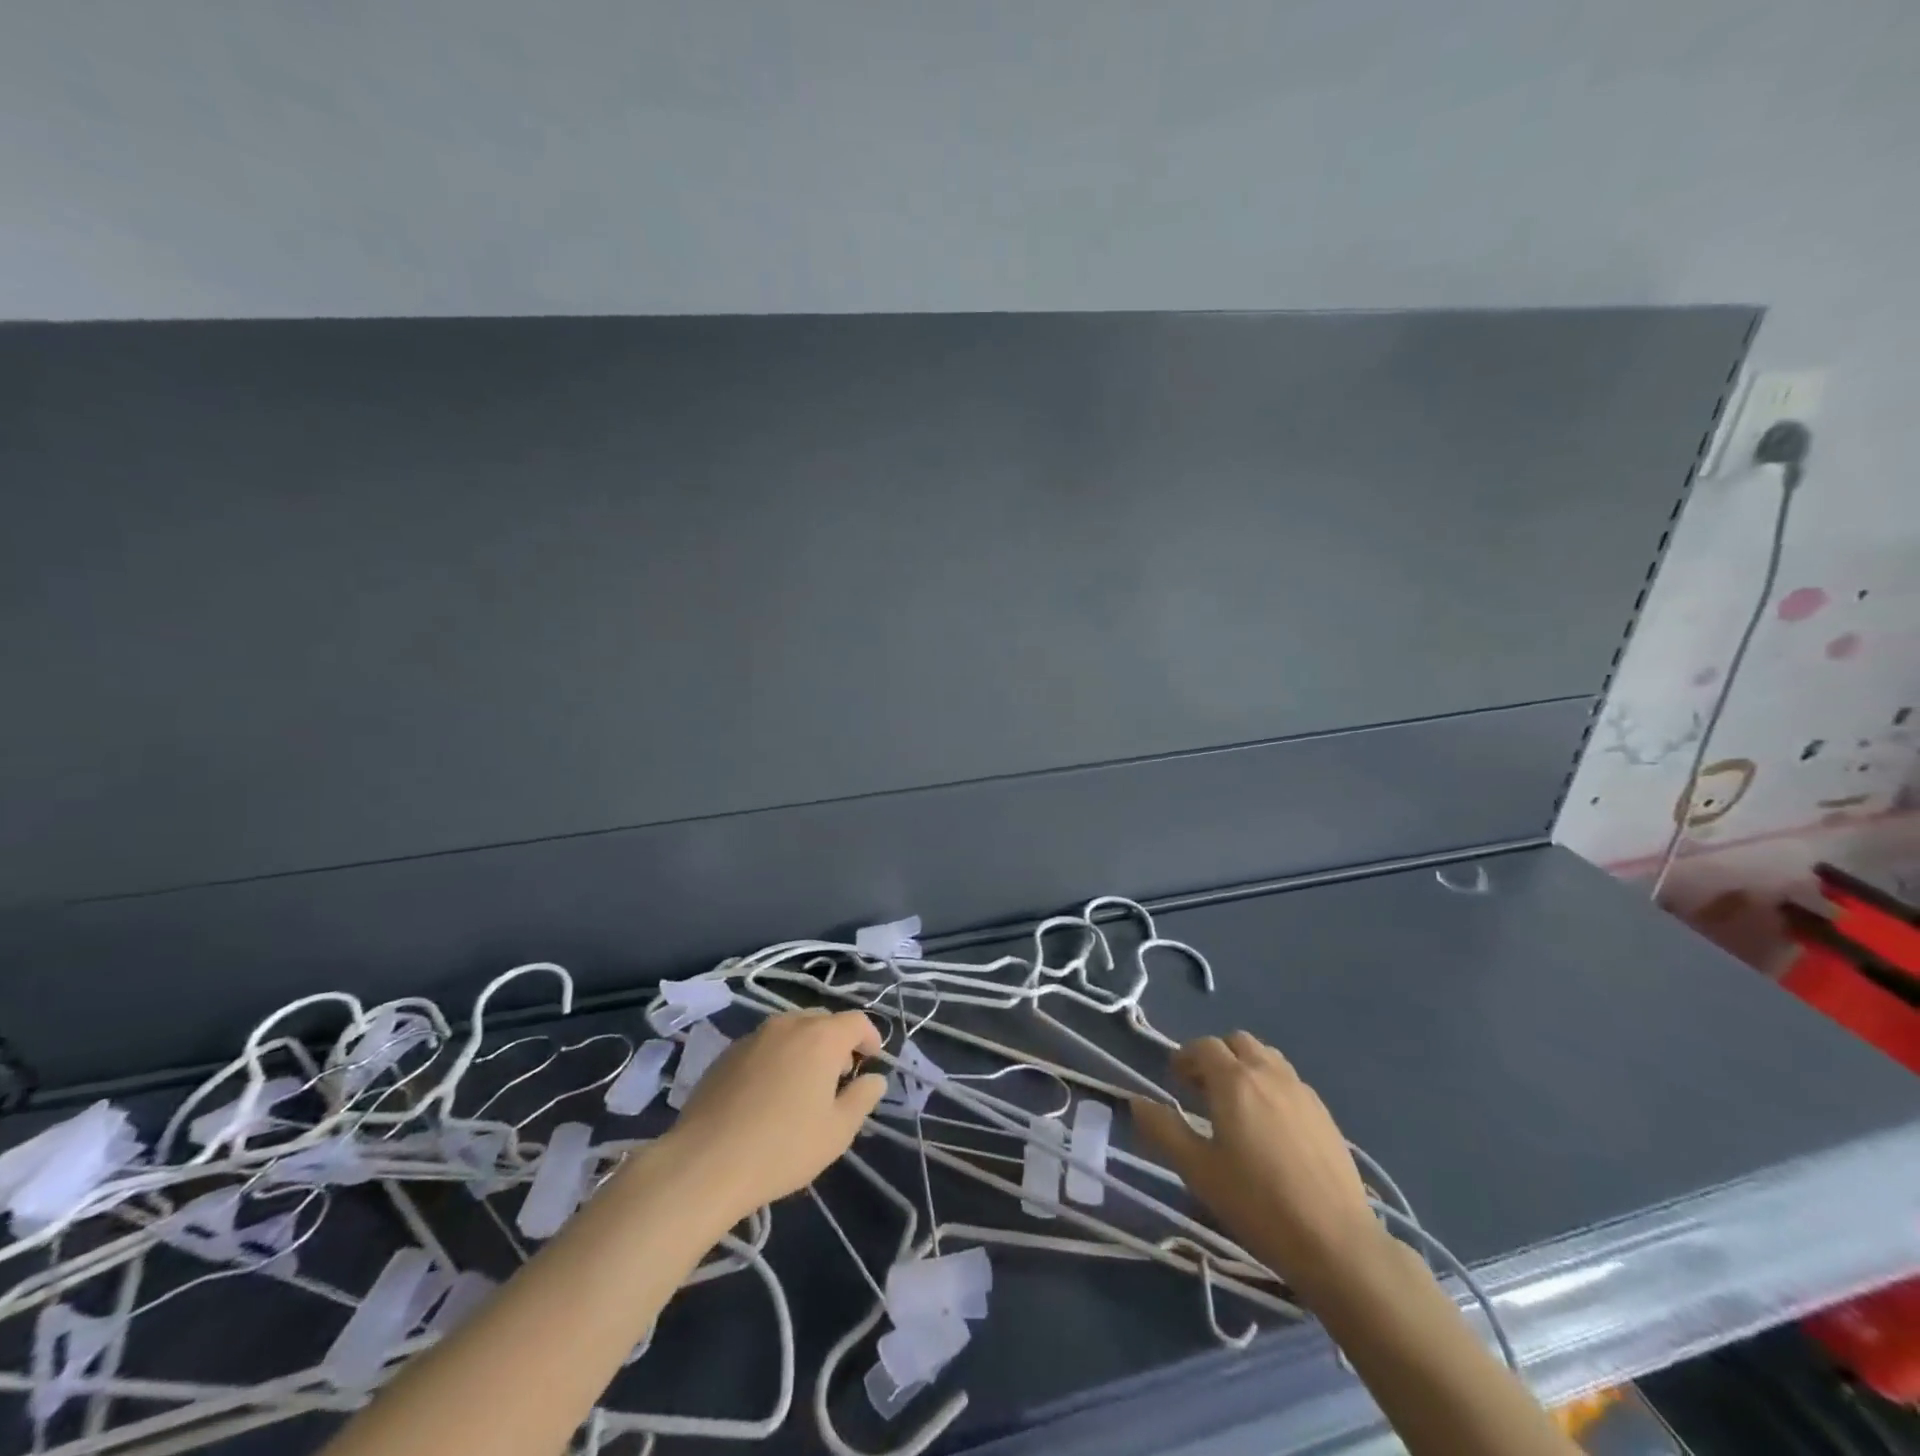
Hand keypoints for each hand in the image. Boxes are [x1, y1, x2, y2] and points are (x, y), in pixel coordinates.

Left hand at [662, 1010, 885, 1217]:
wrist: (705, 1163)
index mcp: (821, 1037)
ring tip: (803, 1086)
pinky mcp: (727, 1053)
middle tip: (839, 1077)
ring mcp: (754, 1036)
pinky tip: (767, 1095)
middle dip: (838, 1042)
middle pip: (823, 1020)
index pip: (857, 1021)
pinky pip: (764, 1045)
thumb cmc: (783, 1147)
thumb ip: (862, 1098)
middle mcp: (788, 1025)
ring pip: (791, 1030)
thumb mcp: (837, 1131)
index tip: (871, 1062)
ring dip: (806, 1048)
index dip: (870, 1038)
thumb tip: (875, 1078)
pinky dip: (776, 1058)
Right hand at [1132, 1032, 1385, 1300]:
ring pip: (1267, 1057)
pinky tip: (1271, 1127)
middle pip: (1237, 1042)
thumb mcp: (1198, 1170)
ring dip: (1245, 1067)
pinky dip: (1271, 1087)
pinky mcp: (1325, 1114)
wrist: (1336, 1242)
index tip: (1174, 1081)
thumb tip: (1136, 1101)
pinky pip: (1289, 1081)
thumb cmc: (1257, 1203)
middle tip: (1203, 1090)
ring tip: (1237, 1105)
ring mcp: (1301, 1091)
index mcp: (1234, 1080)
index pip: (1203, 1046)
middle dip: (1216, 1056)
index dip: (1185, 1057)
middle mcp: (1268, 1073)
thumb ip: (1163, 1130)